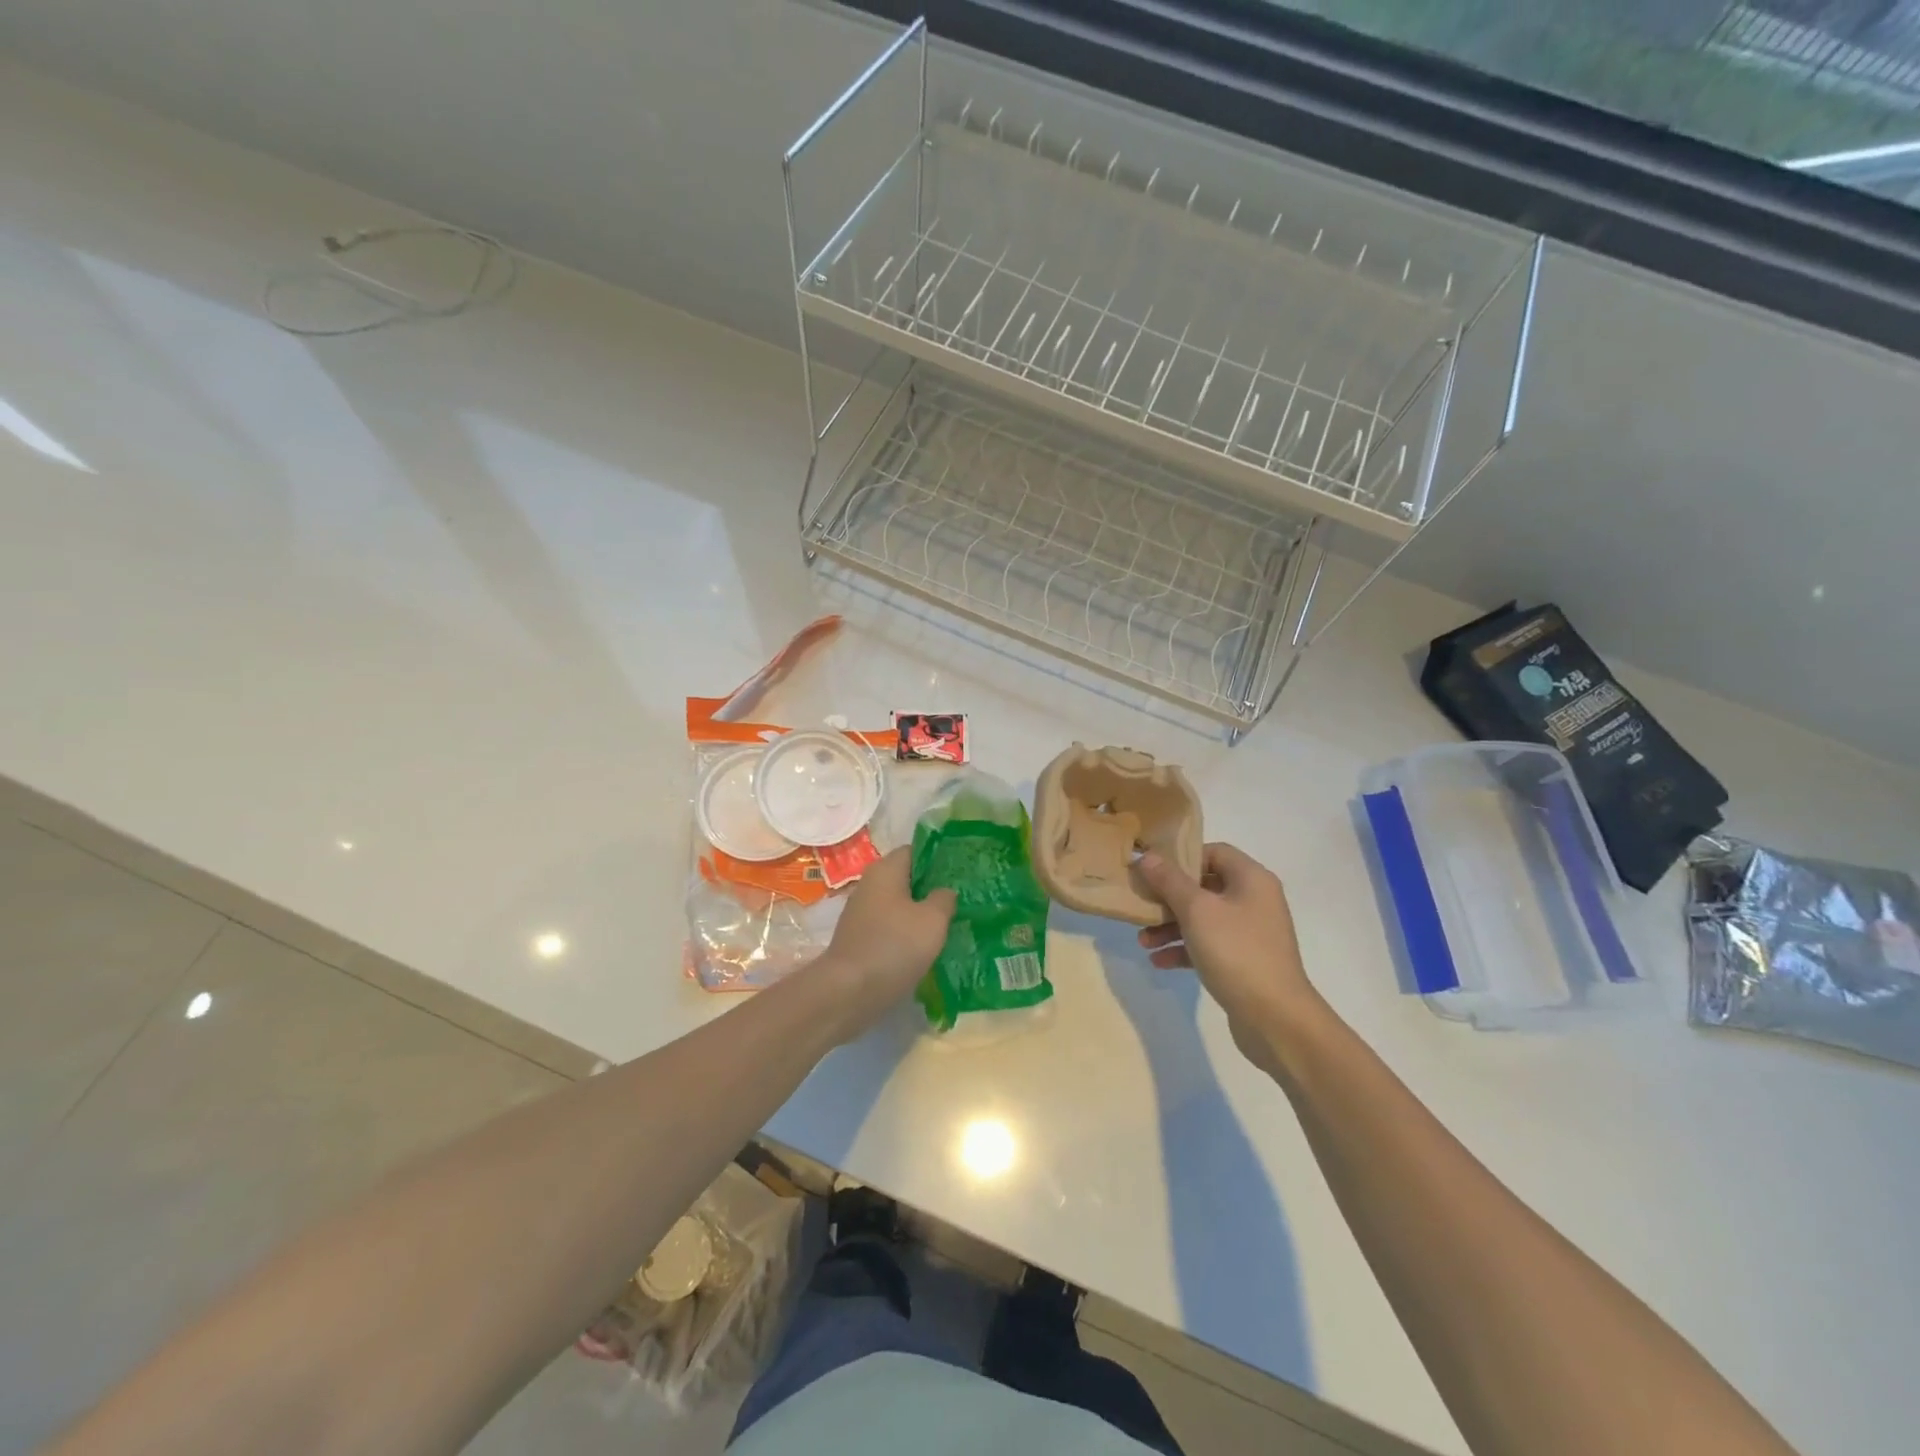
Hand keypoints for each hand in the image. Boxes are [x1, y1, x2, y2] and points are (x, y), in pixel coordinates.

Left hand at [812, 848, 954, 1041]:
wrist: (848, 992)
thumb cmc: (894, 946)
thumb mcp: (932, 920)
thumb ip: (944, 899)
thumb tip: (944, 892)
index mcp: (885, 870)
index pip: (915, 851)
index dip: (939, 859)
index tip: (961, 872)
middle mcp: (869, 886)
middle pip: (906, 879)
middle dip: (932, 889)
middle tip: (961, 900)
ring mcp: (861, 914)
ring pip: (899, 906)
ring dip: (920, 915)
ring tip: (949, 926)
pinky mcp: (859, 940)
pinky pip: (890, 928)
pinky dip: (907, 935)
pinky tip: (925, 949)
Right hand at [1136, 843, 1323, 1067]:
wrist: (1276, 1019)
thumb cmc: (1236, 952)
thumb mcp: (1196, 911)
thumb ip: (1170, 881)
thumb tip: (1147, 856)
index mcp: (1251, 879)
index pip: (1213, 852)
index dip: (1182, 858)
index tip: (1152, 872)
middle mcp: (1254, 900)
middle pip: (1204, 886)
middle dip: (1168, 898)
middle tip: (1141, 906)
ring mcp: (1250, 933)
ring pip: (1203, 918)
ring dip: (1170, 926)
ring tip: (1142, 941)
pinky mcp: (1244, 961)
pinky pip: (1208, 945)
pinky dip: (1184, 949)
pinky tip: (1159, 961)